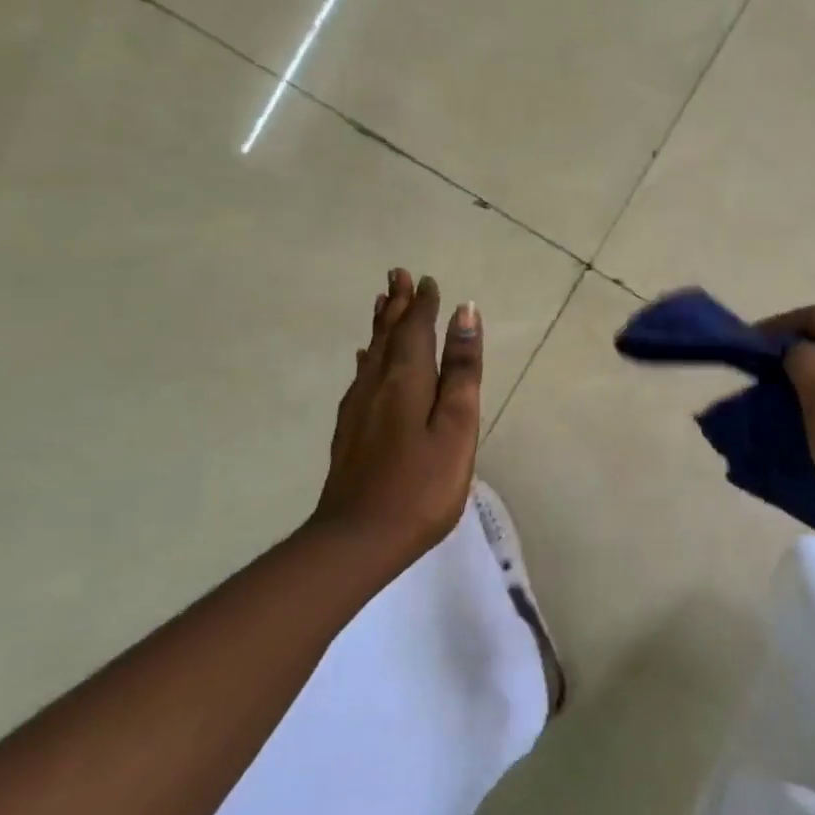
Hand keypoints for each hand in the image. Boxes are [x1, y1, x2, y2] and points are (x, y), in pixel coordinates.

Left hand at [313, 269, 482, 563]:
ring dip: (380, 325)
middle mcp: (378, 384)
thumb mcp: (456, 427)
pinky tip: (364, 361)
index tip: (428, 280)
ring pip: (371, 353)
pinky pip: (360, 377)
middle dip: (397, 305)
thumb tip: (465, 313)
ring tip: (383, 303)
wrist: (357, 539)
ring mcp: (358, 409)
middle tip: (397, 275)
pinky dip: (367, 358)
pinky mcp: (349, 431)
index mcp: (407, 380)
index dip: (424, 304)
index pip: (416, 330)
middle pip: (388, 335)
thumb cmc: (422, 485)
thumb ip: (461, 370)